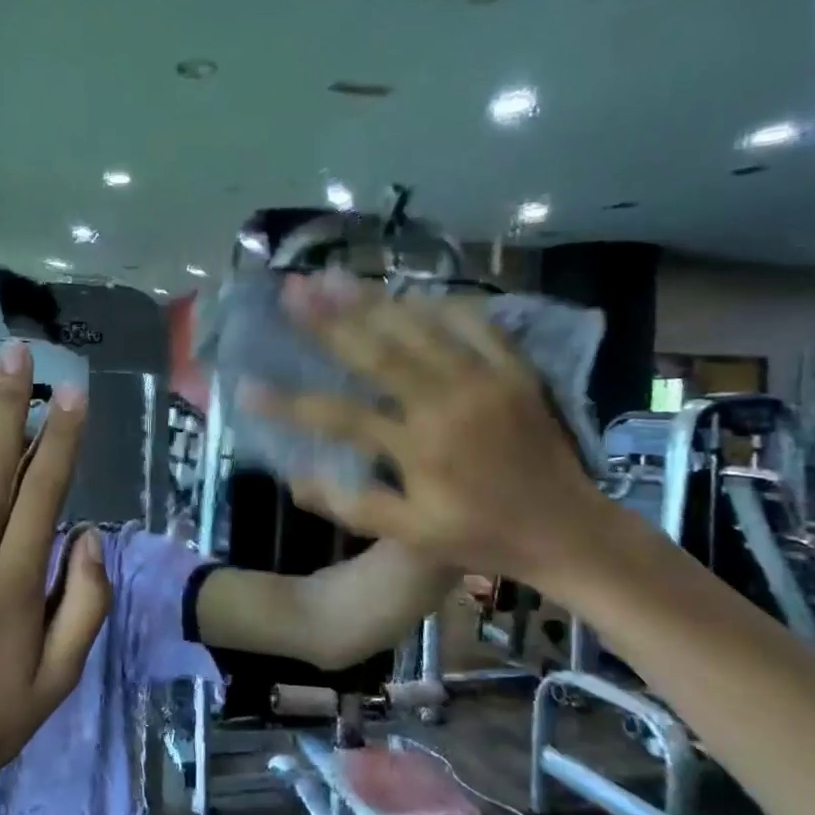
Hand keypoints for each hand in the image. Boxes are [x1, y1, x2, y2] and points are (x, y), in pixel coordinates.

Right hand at [245, 272, 605, 585]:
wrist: (567, 530)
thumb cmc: (482, 536)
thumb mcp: (411, 535)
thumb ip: (352, 505)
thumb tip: (294, 478)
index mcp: (418, 449)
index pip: (338, 417)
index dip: (287, 403)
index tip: (246, 387)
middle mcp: (446, 404)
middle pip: (375, 352)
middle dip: (326, 320)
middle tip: (290, 291)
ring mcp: (484, 380)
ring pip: (419, 328)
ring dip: (372, 301)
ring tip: (333, 278)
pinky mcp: (515, 369)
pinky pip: (475, 322)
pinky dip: (439, 304)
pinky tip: (409, 293)